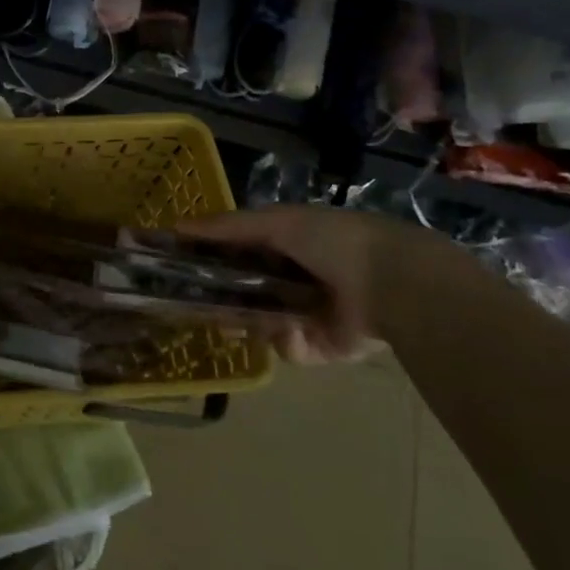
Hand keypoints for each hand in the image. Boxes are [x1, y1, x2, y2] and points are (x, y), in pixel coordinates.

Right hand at [179, 204, 441, 363]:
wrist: (393, 284)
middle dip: (222, 295)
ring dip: (249, 321)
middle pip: (244, 289)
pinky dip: (288, 339)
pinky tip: (297, 330)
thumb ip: (226, 227)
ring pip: (259, 321)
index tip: (178, 264)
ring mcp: (307, 313)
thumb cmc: (333, 241)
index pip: (237, 250)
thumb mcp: (276, 222)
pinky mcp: (321, 346)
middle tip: (196, 301)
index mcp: (287, 243)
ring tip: (239, 322)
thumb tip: (176, 227)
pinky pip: (288, 347)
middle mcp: (294, 277)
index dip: (208, 256)